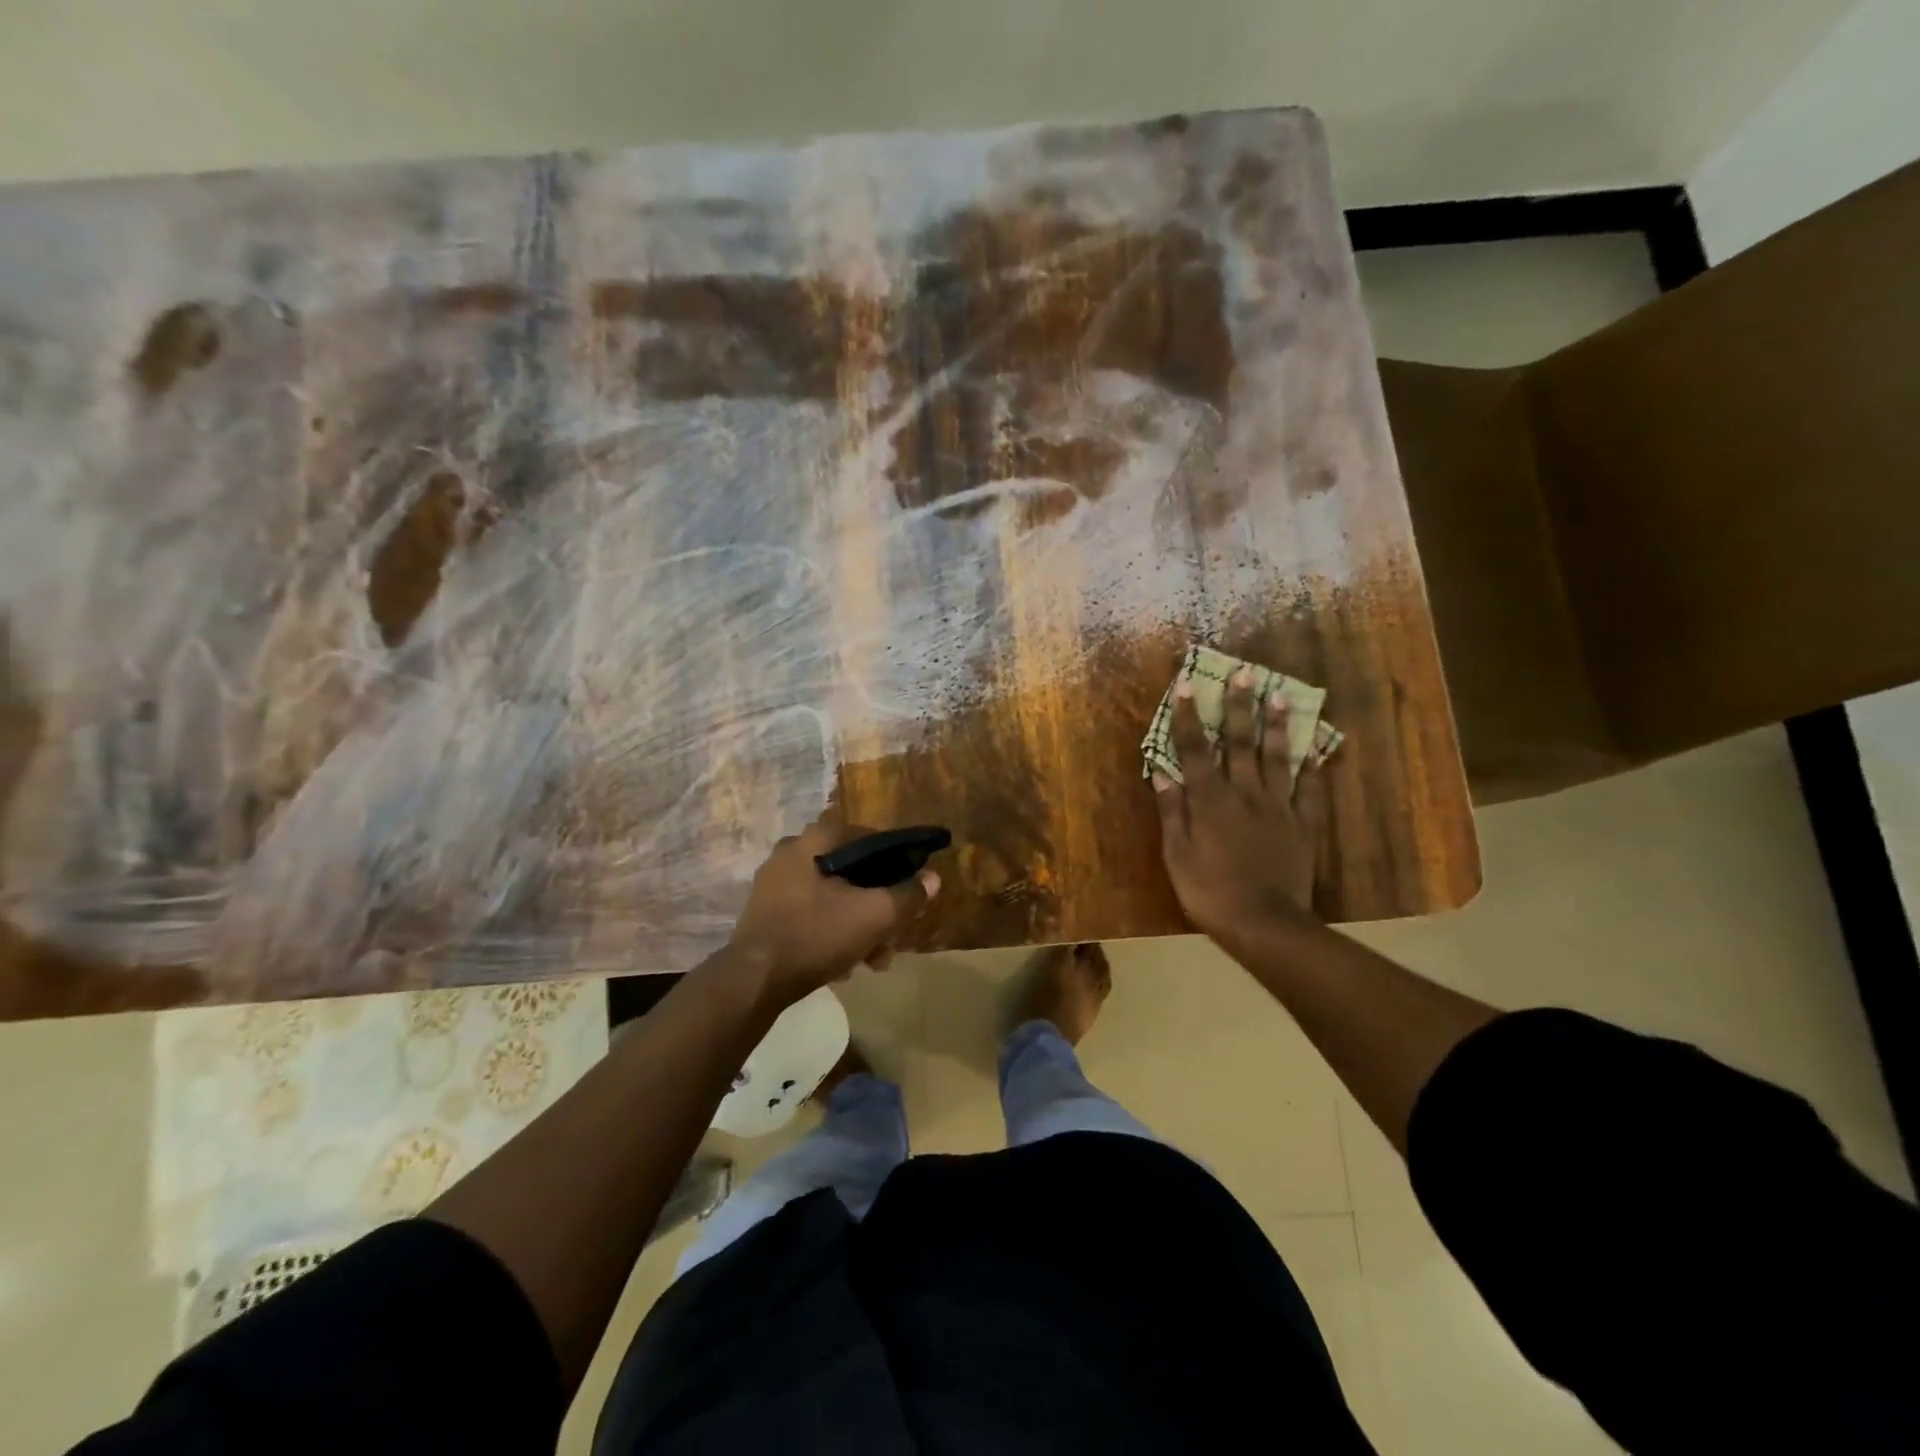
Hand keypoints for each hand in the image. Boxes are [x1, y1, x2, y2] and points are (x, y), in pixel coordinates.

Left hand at [725, 818, 939, 1010]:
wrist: (754, 981)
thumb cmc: (816, 935)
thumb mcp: (874, 916)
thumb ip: (908, 895)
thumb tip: (932, 878)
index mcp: (815, 839)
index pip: (870, 838)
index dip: (897, 863)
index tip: (911, 890)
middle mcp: (792, 852)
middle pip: (852, 872)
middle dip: (878, 906)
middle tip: (892, 936)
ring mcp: (775, 883)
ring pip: (834, 896)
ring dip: (858, 925)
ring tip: (873, 960)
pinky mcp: (766, 912)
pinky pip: (812, 913)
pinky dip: (832, 932)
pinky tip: (844, 965)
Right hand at [1152, 669, 1329, 947]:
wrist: (1264, 923)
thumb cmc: (1209, 891)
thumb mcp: (1176, 854)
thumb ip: (1172, 810)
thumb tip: (1163, 771)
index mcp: (1210, 799)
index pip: (1195, 749)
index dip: (1188, 716)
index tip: (1186, 685)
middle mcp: (1244, 792)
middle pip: (1241, 742)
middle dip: (1240, 706)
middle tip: (1245, 674)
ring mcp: (1279, 807)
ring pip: (1278, 757)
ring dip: (1278, 725)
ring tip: (1281, 696)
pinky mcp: (1304, 825)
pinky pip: (1310, 790)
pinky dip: (1313, 768)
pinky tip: (1317, 749)